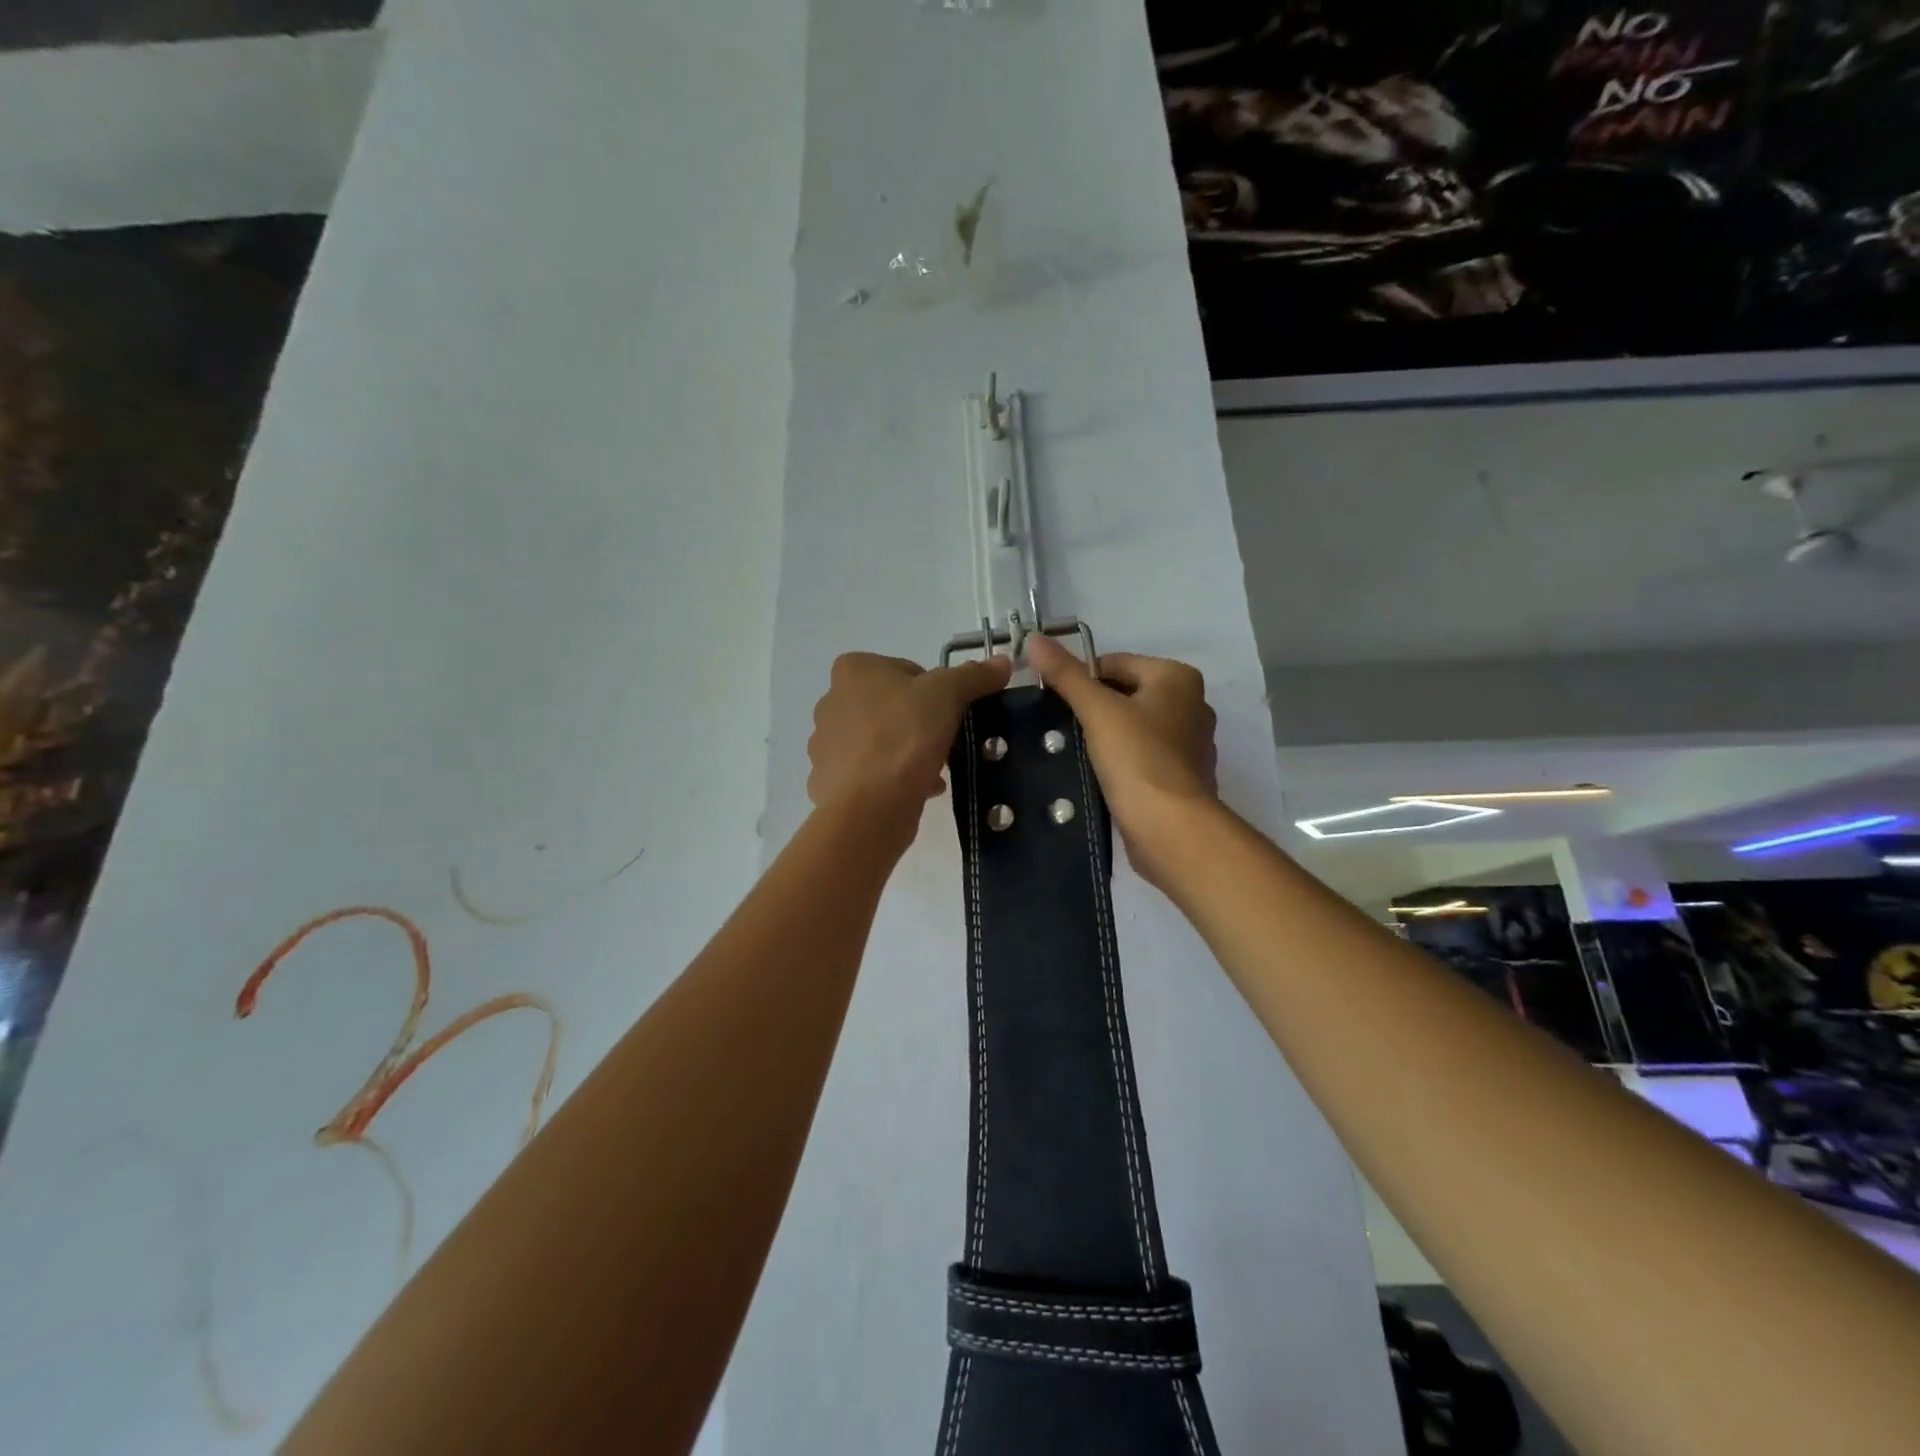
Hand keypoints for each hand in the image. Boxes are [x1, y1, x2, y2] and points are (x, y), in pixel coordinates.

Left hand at [807, 651, 1012, 835]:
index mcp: (853, 670)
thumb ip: (974, 676)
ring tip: (935, 770)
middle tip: (946, 742)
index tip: (950, 713)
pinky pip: (872, 772)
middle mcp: (832, 701)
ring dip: (909, 752)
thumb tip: (1002, 662)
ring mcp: (826, 744)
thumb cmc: (904, 737)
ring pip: (882, 740)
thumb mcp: (947, 695)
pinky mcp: (830, 782)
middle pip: (893, 706)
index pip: (906, 670)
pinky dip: (894, 778)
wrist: (869, 807)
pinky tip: (918, 790)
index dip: (935, 690)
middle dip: (921, 723)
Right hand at [1026, 636, 1216, 890]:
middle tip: (1062, 729)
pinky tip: (1100, 776)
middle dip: (1093, 708)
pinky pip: (1143, 756)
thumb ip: (1065, 674)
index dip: (1081, 679)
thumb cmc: (1137, 759)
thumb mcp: (1096, 710)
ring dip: (1106, 736)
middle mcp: (1192, 703)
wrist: (1171, 829)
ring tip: (1076, 753)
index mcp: (1177, 678)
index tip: (1054, 703)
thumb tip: (1034, 638)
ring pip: (1134, 726)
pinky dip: (1122, 761)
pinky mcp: (1183, 776)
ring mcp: (1191, 743)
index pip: (1115, 663)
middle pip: (1125, 693)